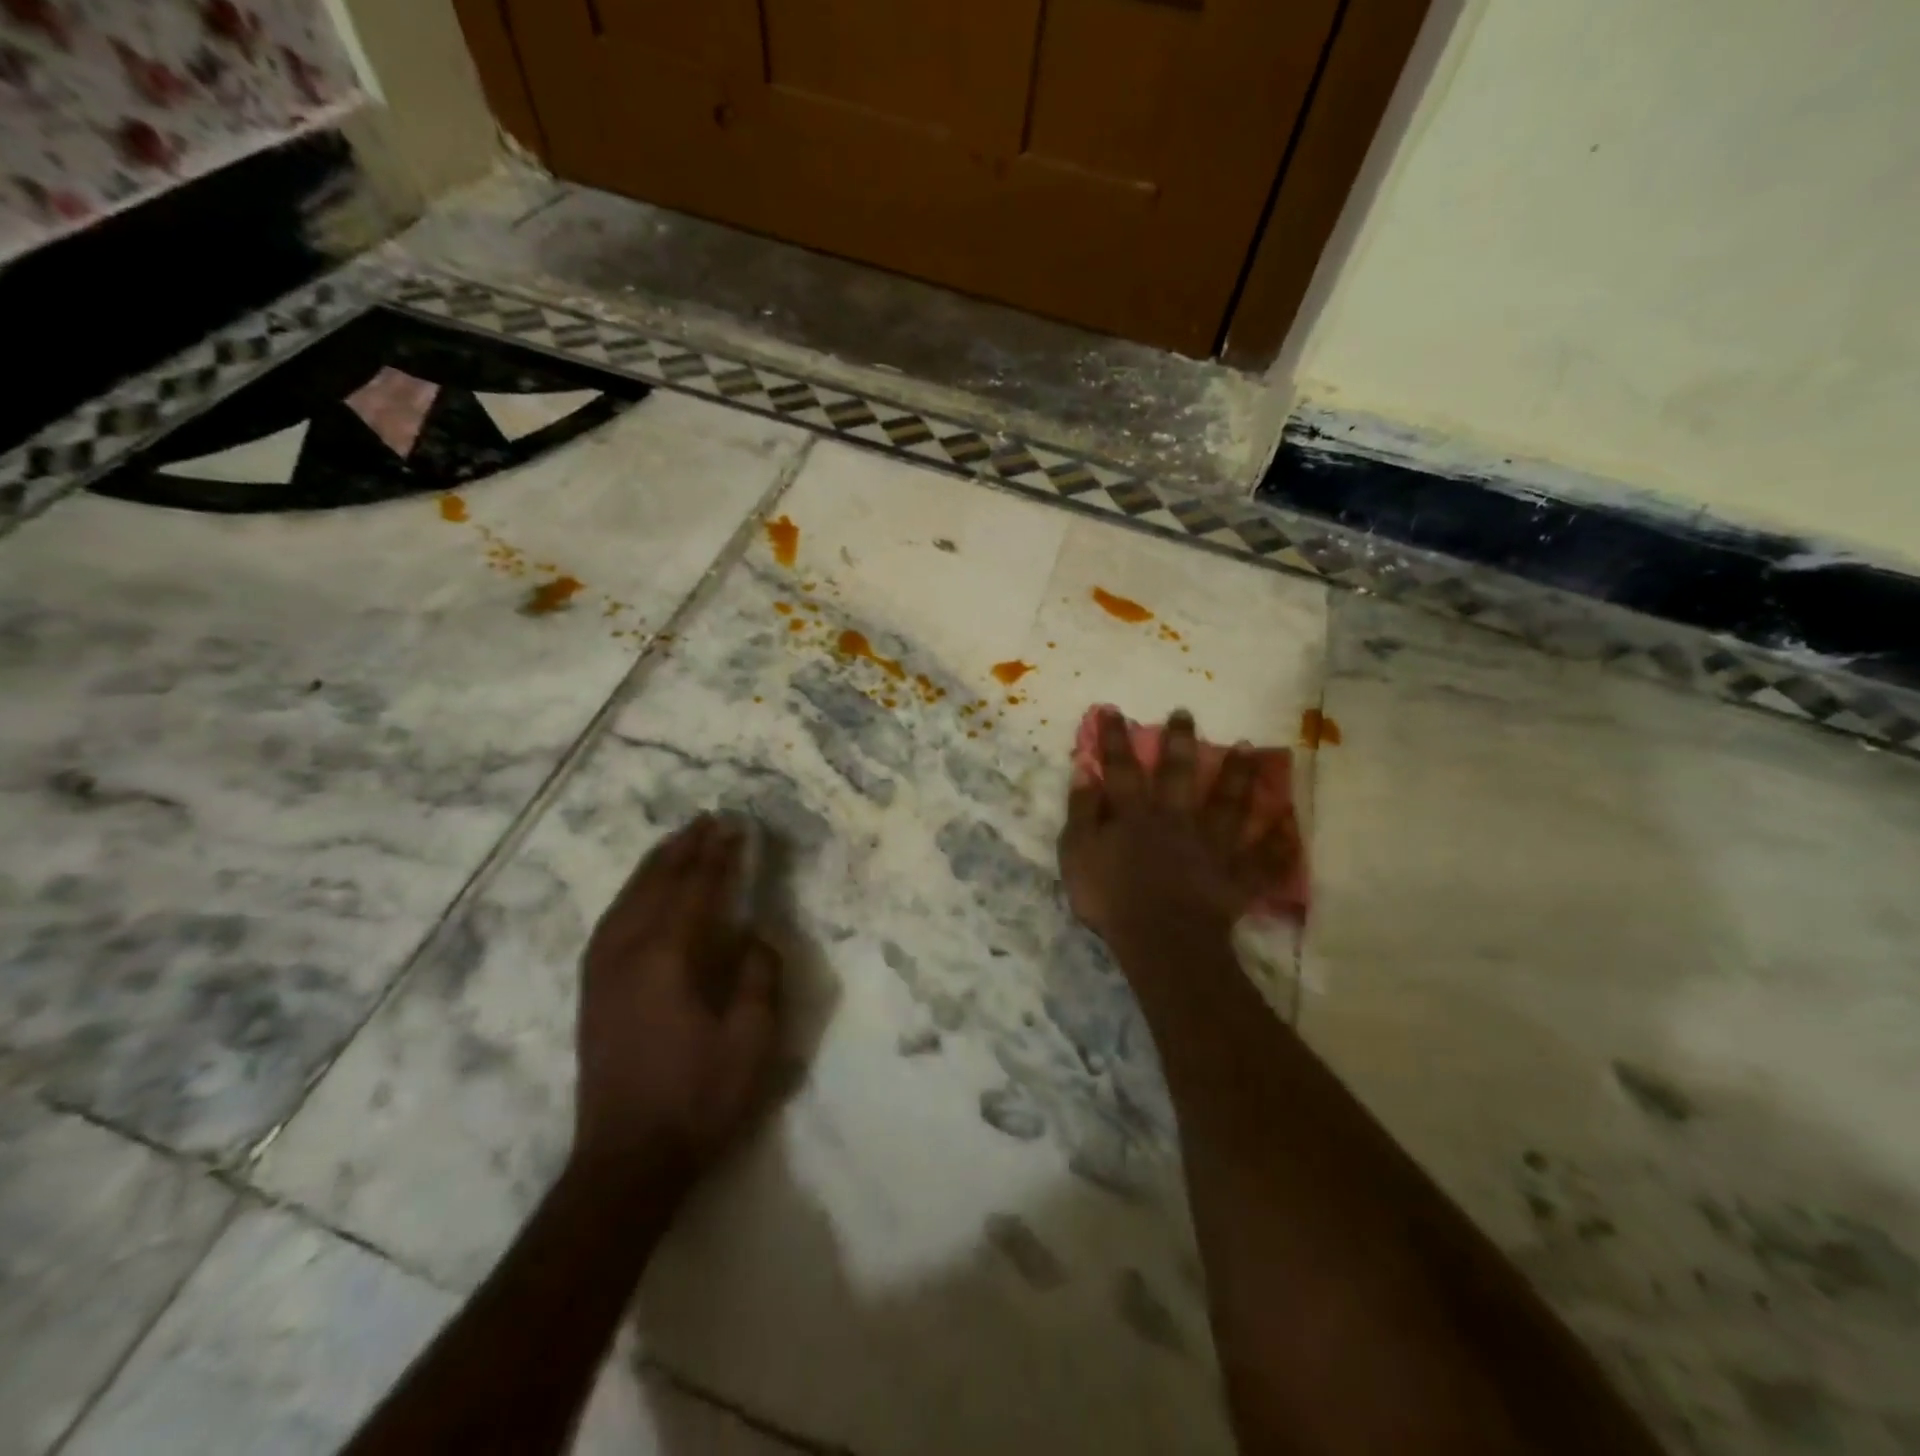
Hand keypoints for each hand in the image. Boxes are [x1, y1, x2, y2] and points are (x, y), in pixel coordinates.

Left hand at [573, 815, 780, 1190]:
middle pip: (659, 884)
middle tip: (708, 820)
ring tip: (676, 841)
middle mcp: (629, 953)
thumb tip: (755, 935)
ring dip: (655, 865)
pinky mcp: (593, 992)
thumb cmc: (699, 1099)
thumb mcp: (752, 1042)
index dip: (720, 856)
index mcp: (671, 958)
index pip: (699, 890)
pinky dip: (629, 895)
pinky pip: (609, 923)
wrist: (627, 1161)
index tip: (735, 826)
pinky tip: (637, 893)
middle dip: (686, 849)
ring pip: (628, 899)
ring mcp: (604, 972)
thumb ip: (759, 977)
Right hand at [1058, 708, 1295, 952]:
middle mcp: (1176, 819)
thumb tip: (1084, 771)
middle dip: (1180, 742)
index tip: (1114, 710)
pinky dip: (1279, 843)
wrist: (1160, 938)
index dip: (1115, 739)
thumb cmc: (1111, 897)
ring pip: (1229, 803)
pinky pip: (1264, 858)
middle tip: (1186, 714)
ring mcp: (1211, 845)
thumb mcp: (1078, 853)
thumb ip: (1082, 811)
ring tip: (1249, 747)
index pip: (1121, 768)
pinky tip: (1291, 823)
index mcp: (1135, 815)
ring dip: (1239, 774)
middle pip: (1179, 774)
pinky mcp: (1236, 875)